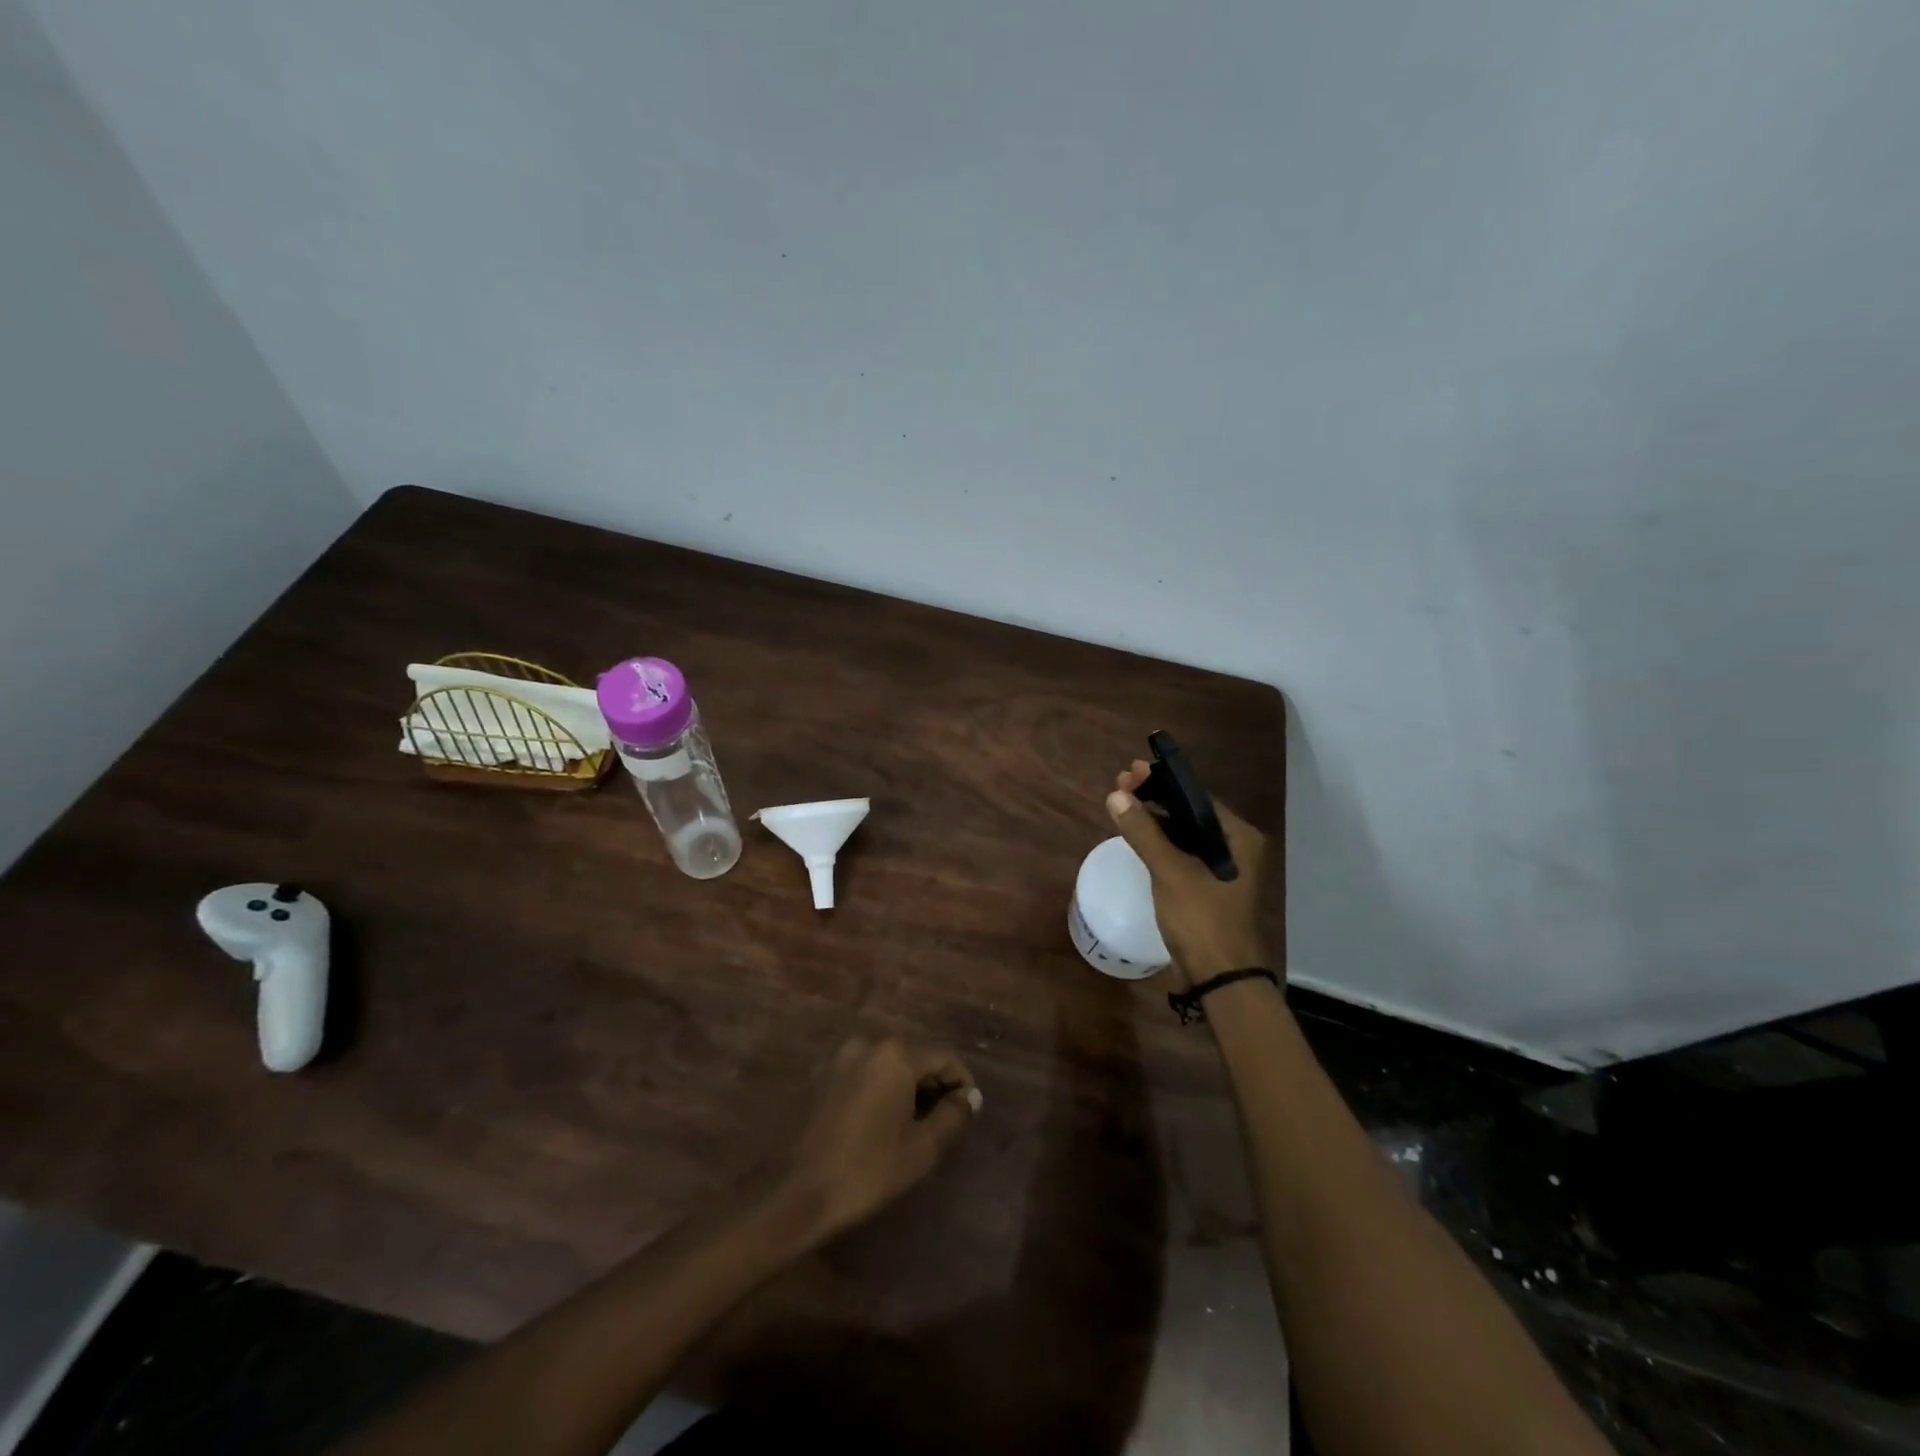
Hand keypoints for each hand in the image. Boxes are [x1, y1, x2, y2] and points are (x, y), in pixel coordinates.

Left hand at [785, 1038, 981, 1240]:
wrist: (793, 1191)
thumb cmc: (866, 1170)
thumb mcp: (921, 1149)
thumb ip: (951, 1116)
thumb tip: (970, 1097)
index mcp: (895, 1055)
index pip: (943, 1057)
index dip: (961, 1081)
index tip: (968, 1110)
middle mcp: (867, 1044)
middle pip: (913, 1056)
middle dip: (932, 1084)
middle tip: (942, 1120)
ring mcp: (838, 1057)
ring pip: (885, 1065)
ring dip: (903, 1087)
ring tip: (911, 1124)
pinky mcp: (818, 1075)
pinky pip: (861, 1074)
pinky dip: (877, 1090)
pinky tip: (877, 1123)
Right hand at [1108, 760, 1270, 983]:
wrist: (1221, 977)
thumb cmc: (1201, 919)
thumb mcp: (1170, 872)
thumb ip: (1144, 832)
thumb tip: (1117, 795)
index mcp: (1238, 837)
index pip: (1196, 796)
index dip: (1161, 781)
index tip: (1130, 772)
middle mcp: (1237, 847)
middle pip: (1191, 812)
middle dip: (1156, 797)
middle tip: (1121, 784)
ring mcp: (1225, 868)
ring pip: (1186, 833)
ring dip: (1156, 819)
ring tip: (1124, 805)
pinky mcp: (1211, 886)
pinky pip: (1185, 853)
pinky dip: (1163, 842)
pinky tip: (1140, 836)